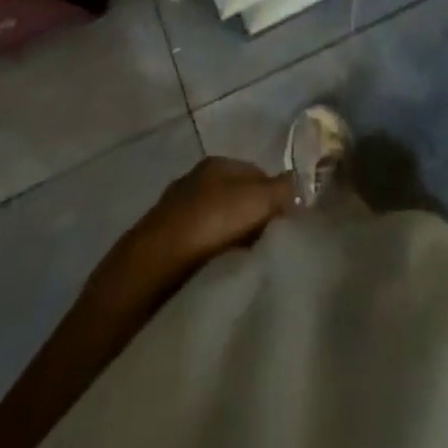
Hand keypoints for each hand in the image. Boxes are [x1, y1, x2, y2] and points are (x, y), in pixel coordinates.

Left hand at [112, 157, 295, 296]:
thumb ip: (283, 190)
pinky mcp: (163, 255)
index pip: (260, 176)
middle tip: (273, 255)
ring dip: (235, 249)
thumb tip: (302, 185)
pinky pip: (202, 256)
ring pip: (221, 231)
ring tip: (249, 274)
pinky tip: (222, 284)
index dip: (278, 201)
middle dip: (257, 226)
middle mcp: (195, 183)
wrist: (144, 278)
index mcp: (216, 163)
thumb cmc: (206, 226)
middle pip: (240, 203)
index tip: (291, 232)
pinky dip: (213, 267)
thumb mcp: (255, 200)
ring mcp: (176, 218)